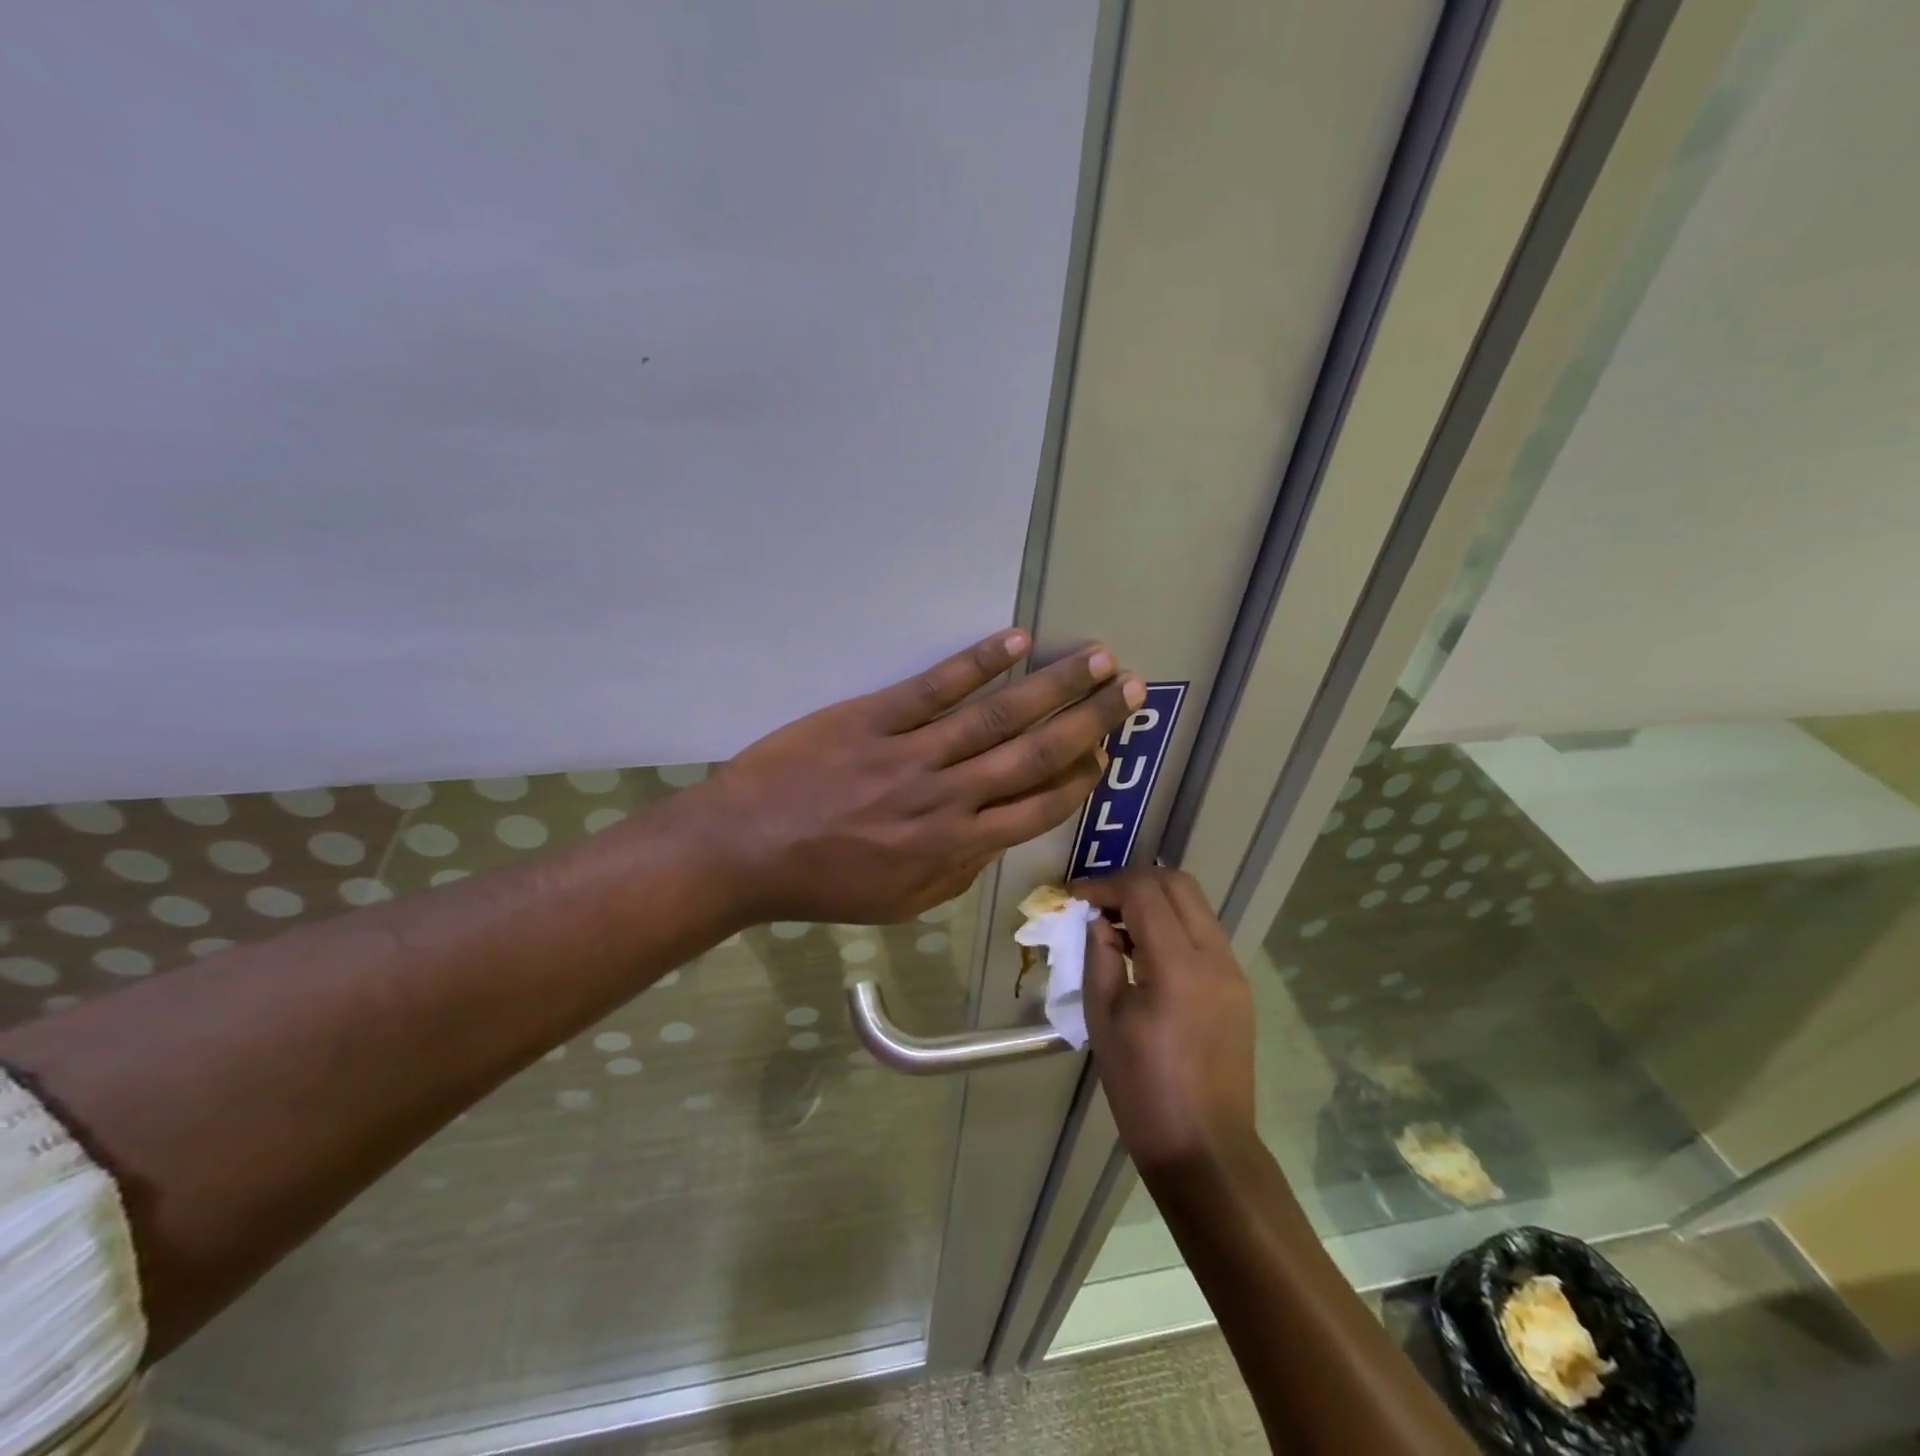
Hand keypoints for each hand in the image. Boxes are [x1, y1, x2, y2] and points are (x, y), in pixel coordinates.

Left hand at [692, 630, 1143, 924]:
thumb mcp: (899, 902)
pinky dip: (977, 664)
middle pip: (1032, 755)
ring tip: (1095, 658)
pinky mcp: (872, 718)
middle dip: (1087, 721)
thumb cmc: (823, 883)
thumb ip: (957, 873)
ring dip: (1051, 686)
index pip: (1036, 809)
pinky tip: (1015, 643)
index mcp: (952, 847)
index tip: (1106, 754)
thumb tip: (997, 839)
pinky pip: (934, 688)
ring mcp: (910, 754)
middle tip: (1128, 689)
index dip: (1078, 779)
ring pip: (995, 717)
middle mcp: (945, 798)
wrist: (744, 850)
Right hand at [1076, 868, 1257, 1176]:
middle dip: (1133, 882)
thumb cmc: (1143, 1090)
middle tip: (1098, 903)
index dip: (1106, 885)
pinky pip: (1204, 932)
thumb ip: (1100, 957)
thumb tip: (1098, 921)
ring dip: (1154, 900)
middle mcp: (1215, 957)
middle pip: (1177, 884)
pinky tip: (1145, 950)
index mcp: (1179, 967)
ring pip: (1195, 904)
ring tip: (1117, 924)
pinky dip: (1173, 924)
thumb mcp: (1105, 1020)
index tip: (1075, 897)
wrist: (1204, 1149)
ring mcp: (1233, 971)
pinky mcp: (1238, 987)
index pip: (1144, 893)